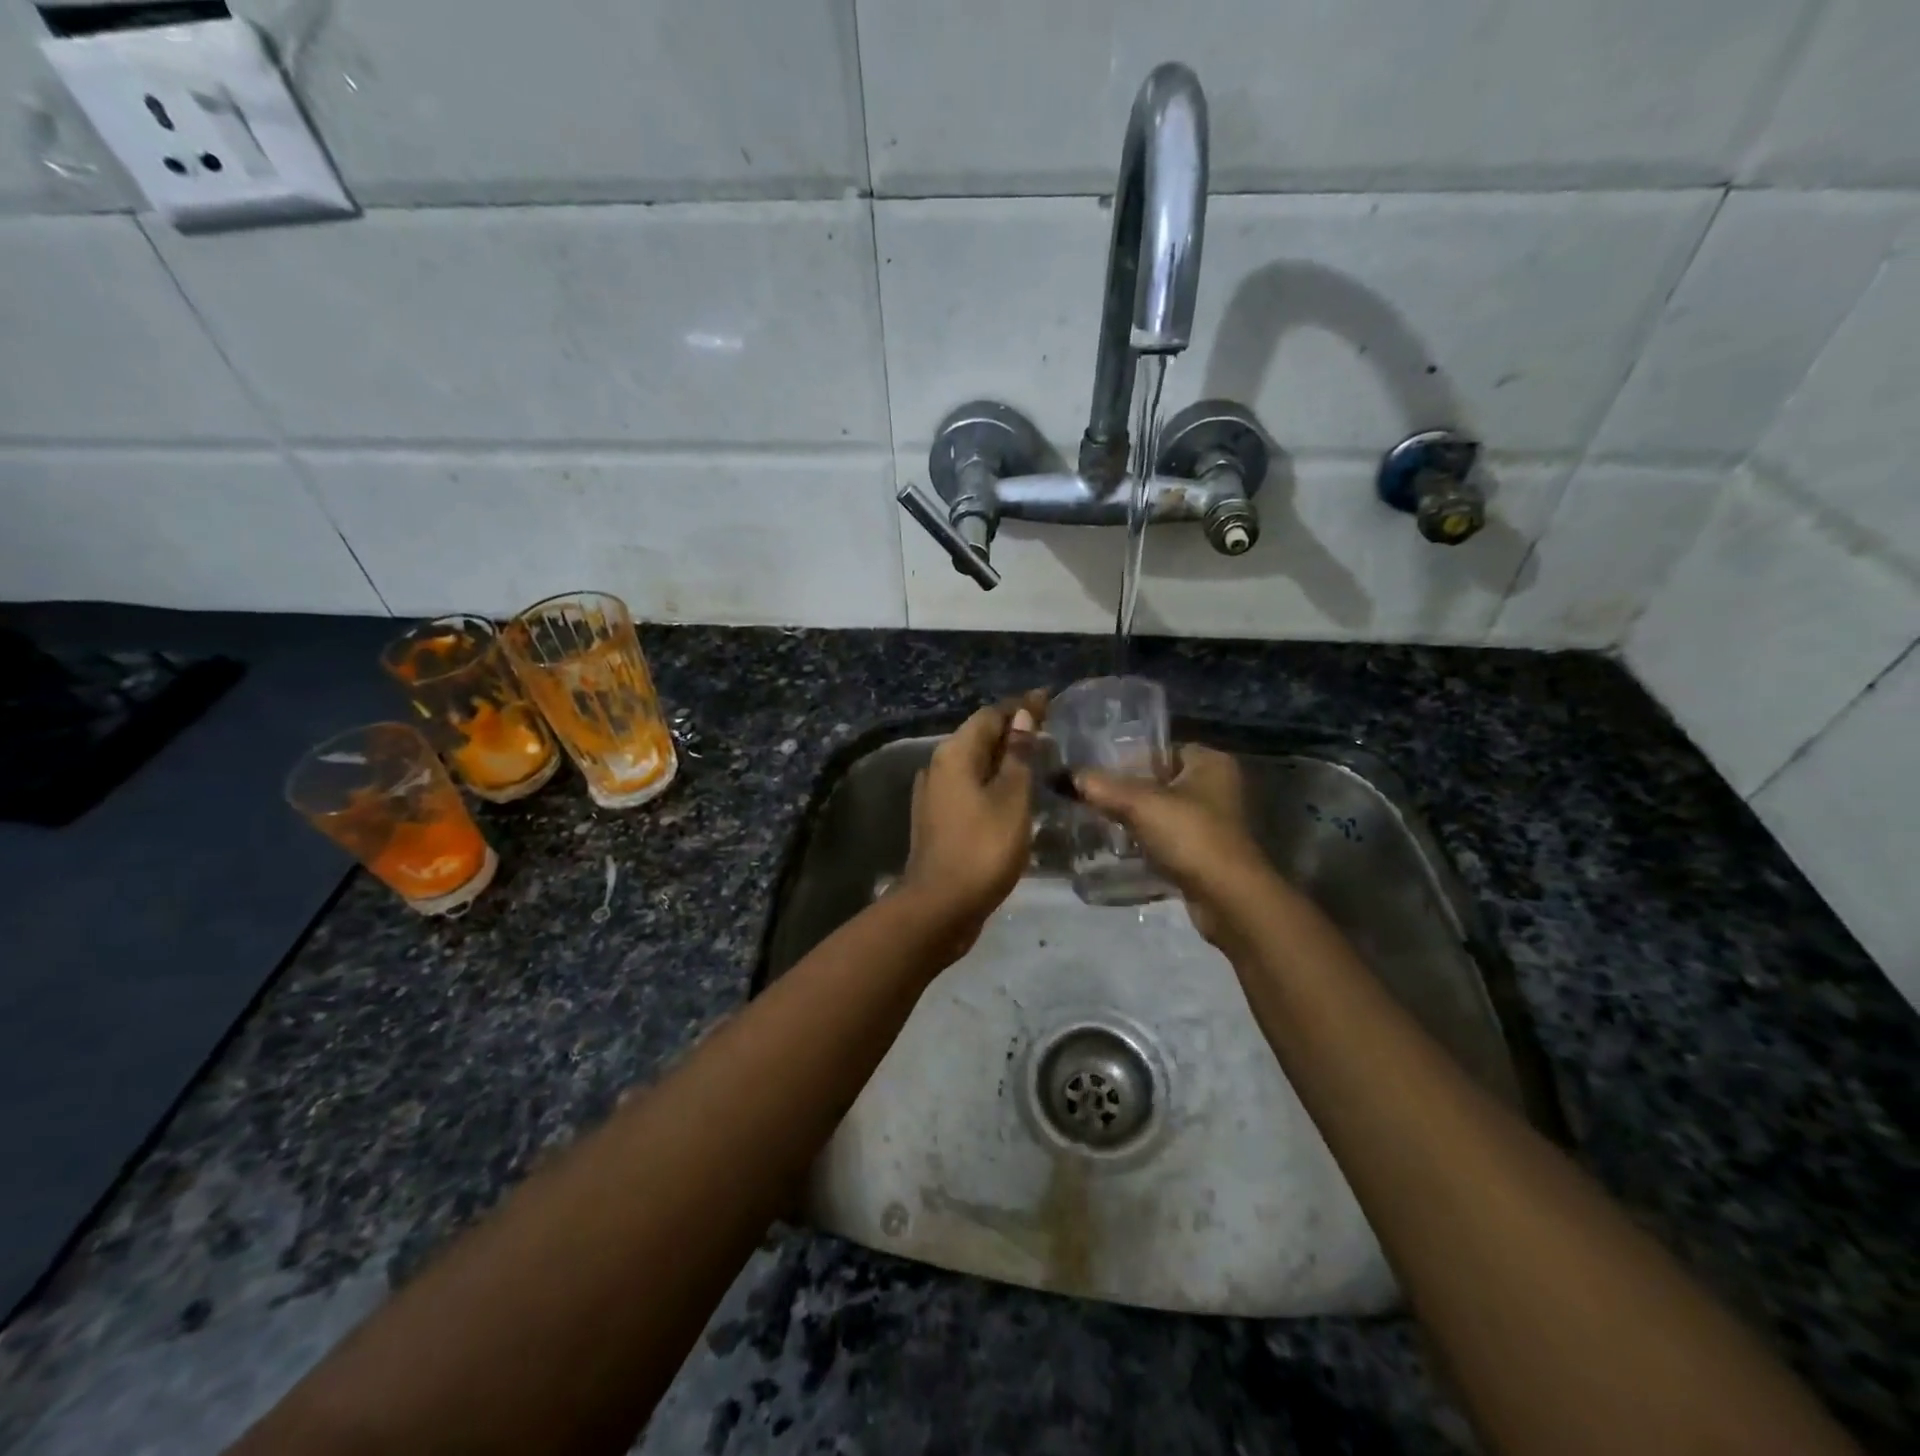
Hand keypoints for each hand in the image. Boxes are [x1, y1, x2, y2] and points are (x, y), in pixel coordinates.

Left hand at [897, 691, 1045, 958]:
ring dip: (1003, 759)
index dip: (1021, 706)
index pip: (990, 716)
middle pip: (979, 737)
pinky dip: (993, 783)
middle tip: (1049, 730)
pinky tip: (1013, 794)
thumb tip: (1022, 717)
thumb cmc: (982, 848)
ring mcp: (934, 795)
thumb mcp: (1012, 798)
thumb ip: (1019, 756)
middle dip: (1013, 731)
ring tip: (1037, 760)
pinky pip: (969, 788)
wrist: (940, 906)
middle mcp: (938, 767)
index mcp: (955, 754)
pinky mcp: (938, 820)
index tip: (1048, 699)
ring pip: (974, 765)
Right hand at [1075, 745, 1270, 945]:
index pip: (1160, 749)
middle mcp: (1216, 786)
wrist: (1227, 898)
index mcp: (1210, 762)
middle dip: (1126, 790)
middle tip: (1089, 795)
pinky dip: (1145, 841)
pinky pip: (1166, 838)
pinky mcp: (1204, 852)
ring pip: (1161, 811)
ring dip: (1134, 818)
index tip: (1094, 769)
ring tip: (1096, 819)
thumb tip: (1063, 776)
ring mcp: (1212, 822)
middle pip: (1158, 780)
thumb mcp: (1139, 804)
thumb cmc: (1190, 836)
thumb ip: (1101, 786)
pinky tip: (1118, 846)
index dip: (1127, 757)